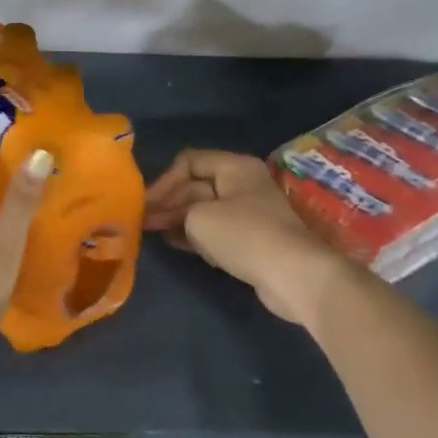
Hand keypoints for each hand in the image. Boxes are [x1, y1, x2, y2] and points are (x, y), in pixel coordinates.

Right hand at [144, 149, 351, 328]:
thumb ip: (177, 212)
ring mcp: (248, 213)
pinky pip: (216, 230)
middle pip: (196, 186)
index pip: (189, 161)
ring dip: (179, 219)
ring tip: (152, 232)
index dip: (164, 180)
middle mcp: (242, 184)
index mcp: (234, 167)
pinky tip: (175, 243)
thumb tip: (169, 218)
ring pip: (204, 209)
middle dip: (169, 202)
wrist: (294, 276)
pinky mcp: (251, 240)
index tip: (145, 204)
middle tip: (144, 221)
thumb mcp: (198, 217)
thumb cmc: (243, 235)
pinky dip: (195, 235)